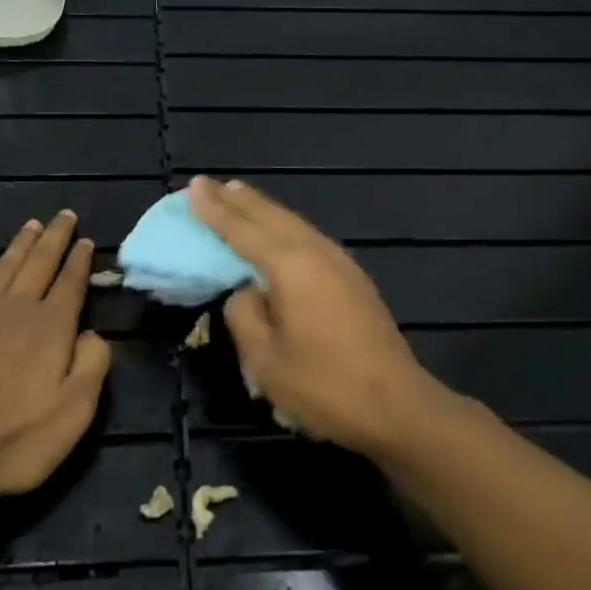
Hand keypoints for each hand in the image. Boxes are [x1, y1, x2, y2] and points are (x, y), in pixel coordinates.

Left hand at [0, 211, 110, 506]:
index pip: (71, 282)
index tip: (87, 240)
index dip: (80, 260)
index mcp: (51, 327)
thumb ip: (93, 365)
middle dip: (55, 238)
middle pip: (40, 263)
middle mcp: (17, 309)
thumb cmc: (16, 438)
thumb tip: (93, 334)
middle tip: (64, 215)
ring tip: (33, 224)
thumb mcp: (75, 411)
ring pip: (5, 266)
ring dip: (21, 243)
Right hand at [188, 176, 454, 458]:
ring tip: (238, 196)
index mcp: (290, 266)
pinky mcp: (353, 278)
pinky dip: (283, 226)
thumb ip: (243, 314)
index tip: (194, 186)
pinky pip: (308, 237)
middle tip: (210, 184)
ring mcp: (340, 263)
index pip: (242, 230)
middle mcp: (316, 252)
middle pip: (270, 216)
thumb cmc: (324, 386)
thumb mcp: (265, 359)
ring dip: (263, 209)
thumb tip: (245, 291)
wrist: (397, 405)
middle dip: (238, 200)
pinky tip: (278, 231)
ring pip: (293, 223)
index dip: (214, 209)